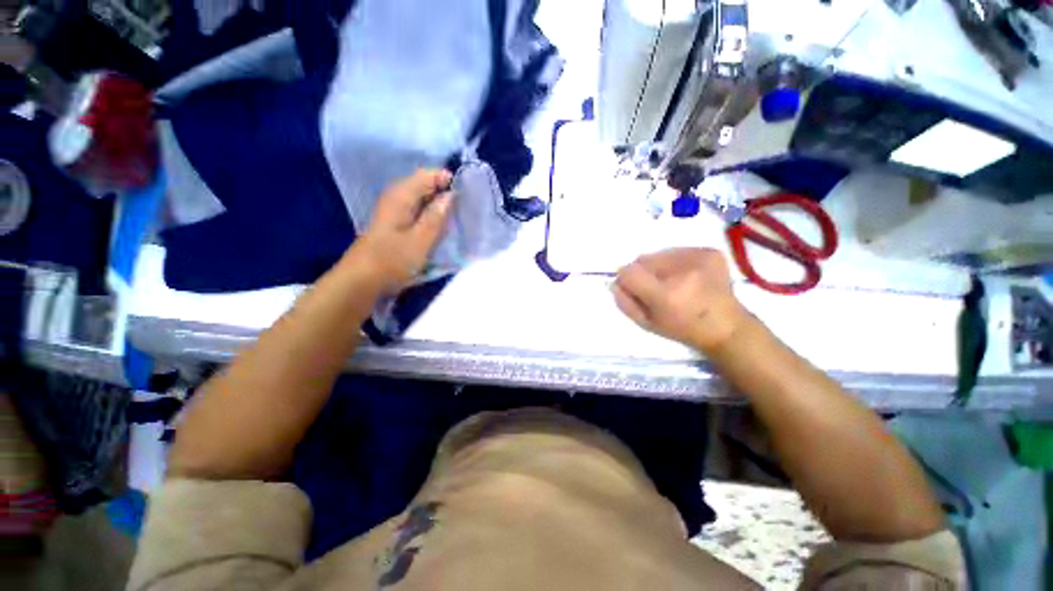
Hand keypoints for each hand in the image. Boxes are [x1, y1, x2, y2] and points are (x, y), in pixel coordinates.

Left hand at [350, 169, 453, 291]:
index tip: (466, 196)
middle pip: (425, 185)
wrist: (362, 281)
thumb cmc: (392, 261)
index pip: (428, 175)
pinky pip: (418, 211)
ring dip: (439, 206)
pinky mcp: (396, 223)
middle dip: (445, 193)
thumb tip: (451, 194)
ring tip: (456, 219)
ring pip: (423, 199)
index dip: (448, 180)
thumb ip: (436, 216)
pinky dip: (431, 216)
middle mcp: (397, 197)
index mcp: (401, 196)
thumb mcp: (420, 240)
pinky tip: (440, 228)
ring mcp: (395, 211)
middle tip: (464, 210)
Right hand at [613, 248, 751, 352]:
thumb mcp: (646, 323)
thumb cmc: (682, 329)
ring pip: (659, 253)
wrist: (726, 327)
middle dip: (644, 272)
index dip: (626, 279)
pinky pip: (678, 251)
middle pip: (643, 259)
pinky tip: (688, 276)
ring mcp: (699, 259)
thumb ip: (625, 302)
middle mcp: (682, 273)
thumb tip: (614, 282)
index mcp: (664, 295)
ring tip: (674, 282)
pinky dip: (676, 262)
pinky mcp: (710, 252)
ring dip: (659, 266)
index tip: (634, 288)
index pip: (629, 272)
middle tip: (657, 288)